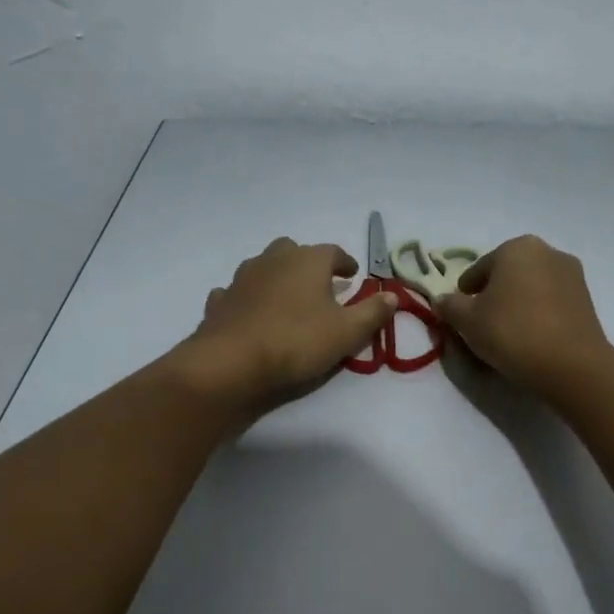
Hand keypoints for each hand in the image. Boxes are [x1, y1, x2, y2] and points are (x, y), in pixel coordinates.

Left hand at [178, 237, 397, 409]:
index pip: (333, 252)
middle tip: (319, 284)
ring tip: (288, 300)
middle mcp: (273, 259)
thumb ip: (372, 313)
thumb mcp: (347, 332)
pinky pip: (237, 293)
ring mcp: (242, 278)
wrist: (233, 362)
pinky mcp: (220, 301)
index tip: (353, 274)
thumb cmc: (297, 341)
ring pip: (263, 267)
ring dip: (277, 278)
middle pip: (294, 251)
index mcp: (308, 260)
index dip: (346, 262)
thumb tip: (392, 296)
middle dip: (308, 264)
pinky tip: (251, 313)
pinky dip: (247, 299)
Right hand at [434, 235, 613, 395]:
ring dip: (517, 306)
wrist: (571, 365)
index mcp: (516, 247)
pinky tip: (532, 339)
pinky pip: (551, 304)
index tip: (461, 317)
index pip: (477, 270)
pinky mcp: (587, 300)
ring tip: (508, 336)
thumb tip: (442, 300)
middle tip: (483, 326)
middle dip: (493, 297)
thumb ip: (449, 305)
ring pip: (530, 289)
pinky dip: (538, 315)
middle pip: (507, 276)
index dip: (464, 295)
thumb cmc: (512, 333)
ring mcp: (572, 275)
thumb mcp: (467, 321)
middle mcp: (548, 251)